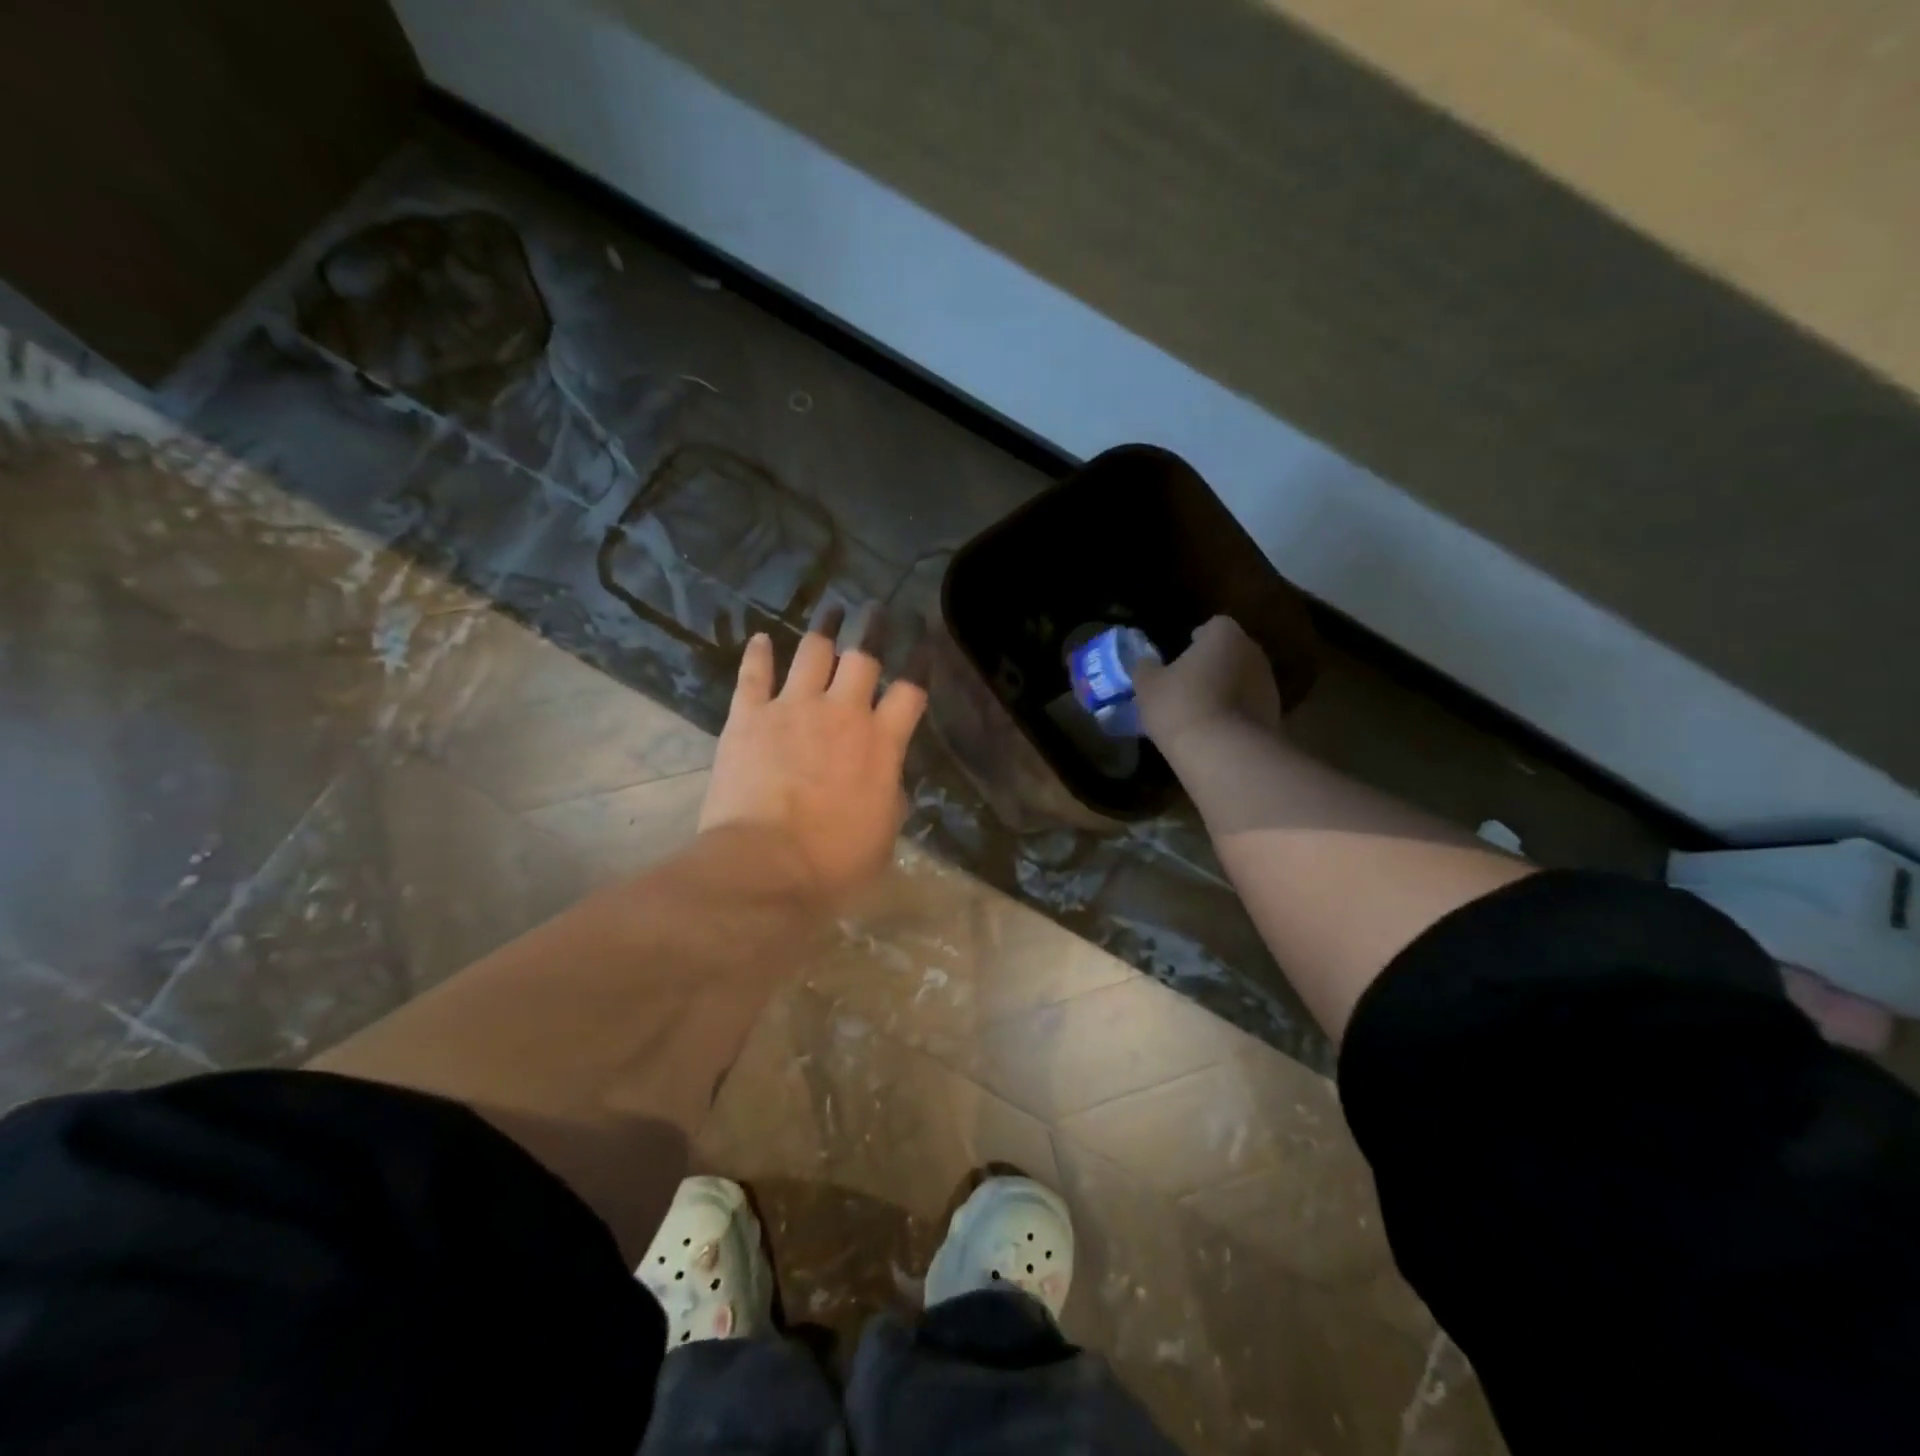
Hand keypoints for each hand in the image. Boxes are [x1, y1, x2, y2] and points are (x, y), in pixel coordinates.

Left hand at [698, 605, 928, 900]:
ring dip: (824, 630)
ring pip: (812, 653)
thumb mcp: (883, 833)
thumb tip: (885, 777)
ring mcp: (792, 709)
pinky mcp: (748, 717)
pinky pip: (754, 675)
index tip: (924, 642)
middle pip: (863, 656)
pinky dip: (758, 655)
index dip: (920, 663)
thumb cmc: (835, 862)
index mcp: (881, 742)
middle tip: (875, 609)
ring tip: (830, 611)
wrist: (766, 865)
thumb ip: (888, 793)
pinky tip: (760, 640)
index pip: (910, 690)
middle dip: (873, 627)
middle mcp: (841, 713)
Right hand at [1133, 615, 1282, 750]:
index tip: (1183, 653)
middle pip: (1232, 651)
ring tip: (1202, 709)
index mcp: (1225, 636)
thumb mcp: (1148, 685)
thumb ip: (1146, 668)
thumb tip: (1146, 663)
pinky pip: (1250, 706)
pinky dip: (1236, 713)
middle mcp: (1253, 653)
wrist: (1223, 752)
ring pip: (1244, 679)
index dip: (1198, 638)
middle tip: (1190, 681)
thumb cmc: (1181, 705)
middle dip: (1214, 663)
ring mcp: (1269, 685)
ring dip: (1227, 688)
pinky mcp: (1274, 716)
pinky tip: (1216, 729)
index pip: (1214, 626)